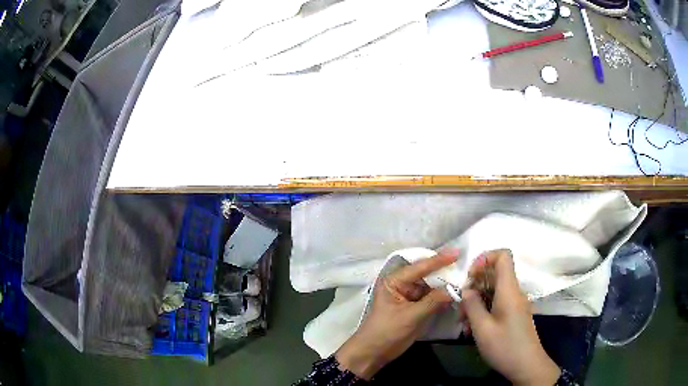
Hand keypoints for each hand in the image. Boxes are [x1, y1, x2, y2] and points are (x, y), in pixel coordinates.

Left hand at [335, 253, 455, 379]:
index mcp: (394, 281)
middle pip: (426, 275)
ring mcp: (409, 297)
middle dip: (444, 272)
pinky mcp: (415, 308)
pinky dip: (442, 297)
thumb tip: (455, 289)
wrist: (374, 353)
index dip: (438, 260)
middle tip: (464, 266)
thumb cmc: (386, 332)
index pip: (419, 267)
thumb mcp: (410, 316)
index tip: (457, 253)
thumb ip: (433, 301)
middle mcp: (402, 285)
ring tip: (464, 278)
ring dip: (445, 285)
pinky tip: (456, 294)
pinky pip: (431, 299)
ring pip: (430, 287)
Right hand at [460, 250, 560, 385]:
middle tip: (462, 305)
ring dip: (476, 301)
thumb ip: (473, 305)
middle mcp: (513, 292)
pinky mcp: (513, 314)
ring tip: (464, 322)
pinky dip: (483, 310)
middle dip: (475, 285)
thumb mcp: (482, 328)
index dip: (485, 258)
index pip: (503, 256)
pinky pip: (497, 303)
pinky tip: (472, 328)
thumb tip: (467, 290)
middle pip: (494, 274)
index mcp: (509, 289)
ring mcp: (514, 303)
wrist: (527, 365)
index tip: (470, 276)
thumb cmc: (505, 346)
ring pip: (493, 290)